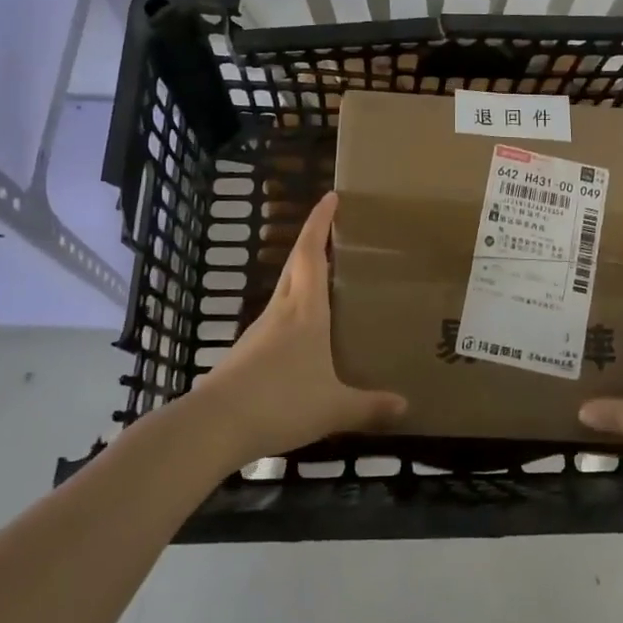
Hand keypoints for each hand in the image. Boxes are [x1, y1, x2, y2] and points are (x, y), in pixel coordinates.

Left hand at [195, 192, 405, 464]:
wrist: (214, 425)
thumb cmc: (281, 402)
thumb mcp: (334, 407)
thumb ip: (370, 406)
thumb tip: (407, 406)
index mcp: (305, 310)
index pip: (311, 253)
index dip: (320, 222)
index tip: (330, 197)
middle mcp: (281, 311)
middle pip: (296, 264)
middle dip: (313, 241)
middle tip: (335, 232)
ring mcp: (259, 331)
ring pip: (285, 291)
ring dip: (303, 276)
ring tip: (328, 282)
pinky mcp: (247, 353)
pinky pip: (277, 320)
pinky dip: (294, 312)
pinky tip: (305, 335)